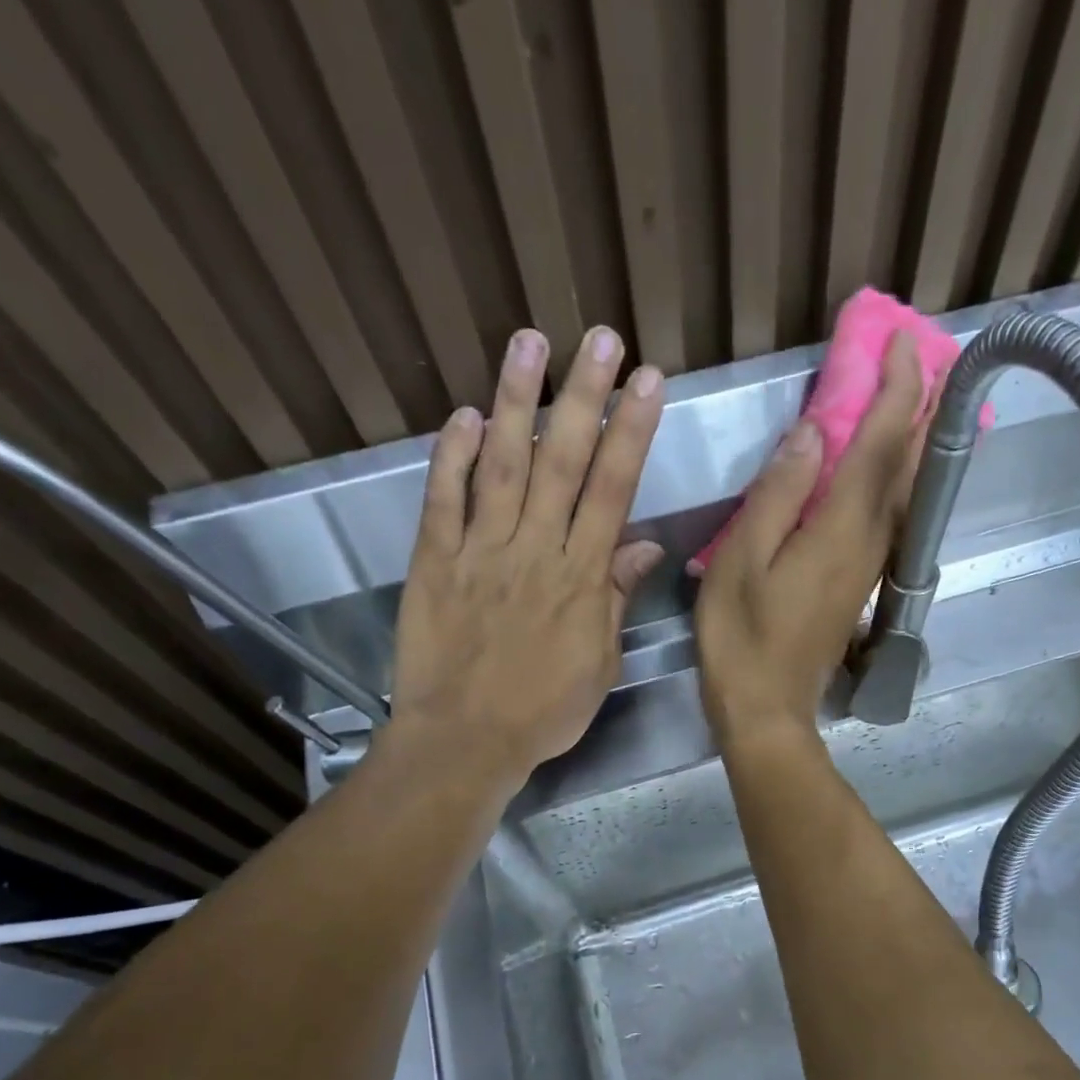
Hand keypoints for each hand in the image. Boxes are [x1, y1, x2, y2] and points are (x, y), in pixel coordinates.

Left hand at [386, 326, 665, 790]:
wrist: (464, 742)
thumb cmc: (542, 712)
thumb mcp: (599, 665)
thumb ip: (615, 600)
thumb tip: (641, 547)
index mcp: (580, 579)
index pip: (612, 491)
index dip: (630, 432)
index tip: (646, 380)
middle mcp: (534, 551)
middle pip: (562, 463)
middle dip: (583, 396)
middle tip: (599, 337)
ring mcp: (479, 552)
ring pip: (502, 467)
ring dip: (516, 403)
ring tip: (529, 343)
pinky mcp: (433, 563)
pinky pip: (442, 502)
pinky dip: (451, 458)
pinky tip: (464, 415)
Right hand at [695, 332, 925, 745]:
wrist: (767, 711)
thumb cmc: (741, 639)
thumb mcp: (741, 562)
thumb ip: (777, 495)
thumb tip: (813, 433)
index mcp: (839, 530)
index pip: (880, 445)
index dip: (897, 391)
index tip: (904, 342)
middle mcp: (869, 543)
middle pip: (905, 465)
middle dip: (918, 408)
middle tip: (923, 358)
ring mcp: (868, 566)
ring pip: (902, 491)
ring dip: (910, 440)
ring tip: (910, 398)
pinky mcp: (858, 584)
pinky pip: (886, 516)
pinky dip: (891, 479)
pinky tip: (880, 469)